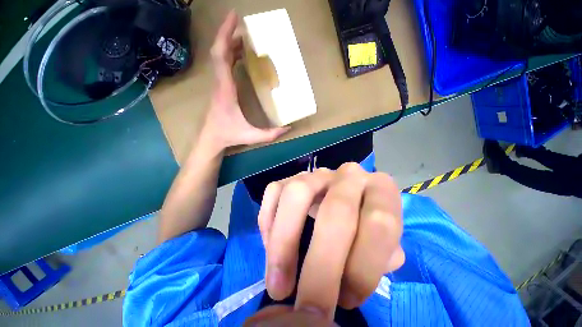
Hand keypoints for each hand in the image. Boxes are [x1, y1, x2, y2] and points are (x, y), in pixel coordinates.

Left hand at [201, 11, 288, 150]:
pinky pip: (222, 65)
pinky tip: (240, 55)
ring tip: (245, 37)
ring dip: (230, 44)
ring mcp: (218, 85)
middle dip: (228, 33)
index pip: (221, 57)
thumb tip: (289, 128)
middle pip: (219, 51)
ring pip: (219, 57)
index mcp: (226, 90)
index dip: (225, 35)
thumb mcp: (252, 136)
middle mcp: (220, 83)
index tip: (234, 18)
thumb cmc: (229, 135)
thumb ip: (271, 134)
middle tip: (243, 23)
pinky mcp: (220, 88)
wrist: (211, 138)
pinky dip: (230, 55)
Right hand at [257, 163, 404, 320]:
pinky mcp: (290, 176)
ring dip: (284, 242)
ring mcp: (315, 173)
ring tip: (278, 285)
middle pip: (336, 210)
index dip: (363, 268)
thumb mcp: (383, 242)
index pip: (379, 224)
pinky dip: (268, 223)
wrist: (344, 194)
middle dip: (321, 266)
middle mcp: (347, 175)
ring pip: (296, 193)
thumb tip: (357, 277)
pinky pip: (274, 192)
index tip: (345, 303)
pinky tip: (270, 248)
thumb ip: (382, 257)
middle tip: (307, 311)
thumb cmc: (366, 224)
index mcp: (380, 189)